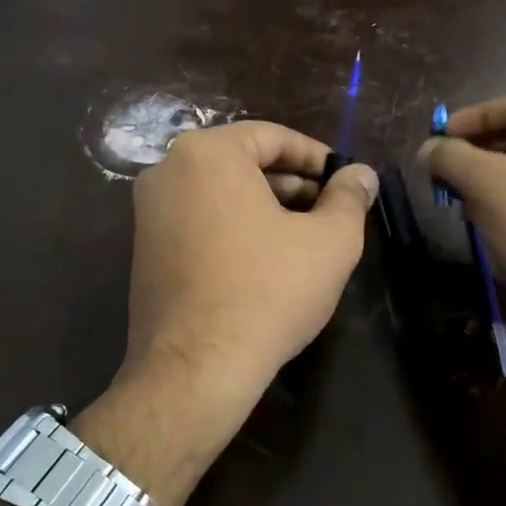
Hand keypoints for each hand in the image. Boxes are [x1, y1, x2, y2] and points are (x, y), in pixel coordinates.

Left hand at [105, 121, 376, 476]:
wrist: (196, 368)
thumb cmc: (268, 291)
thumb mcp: (329, 241)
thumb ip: (349, 198)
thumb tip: (360, 175)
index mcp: (206, 154)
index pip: (272, 137)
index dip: (316, 157)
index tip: (345, 180)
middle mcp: (167, 172)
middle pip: (243, 164)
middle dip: (292, 185)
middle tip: (331, 210)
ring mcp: (148, 213)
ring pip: (221, 194)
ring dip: (266, 208)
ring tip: (306, 236)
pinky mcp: (145, 250)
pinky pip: (199, 221)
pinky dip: (235, 229)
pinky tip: (267, 260)